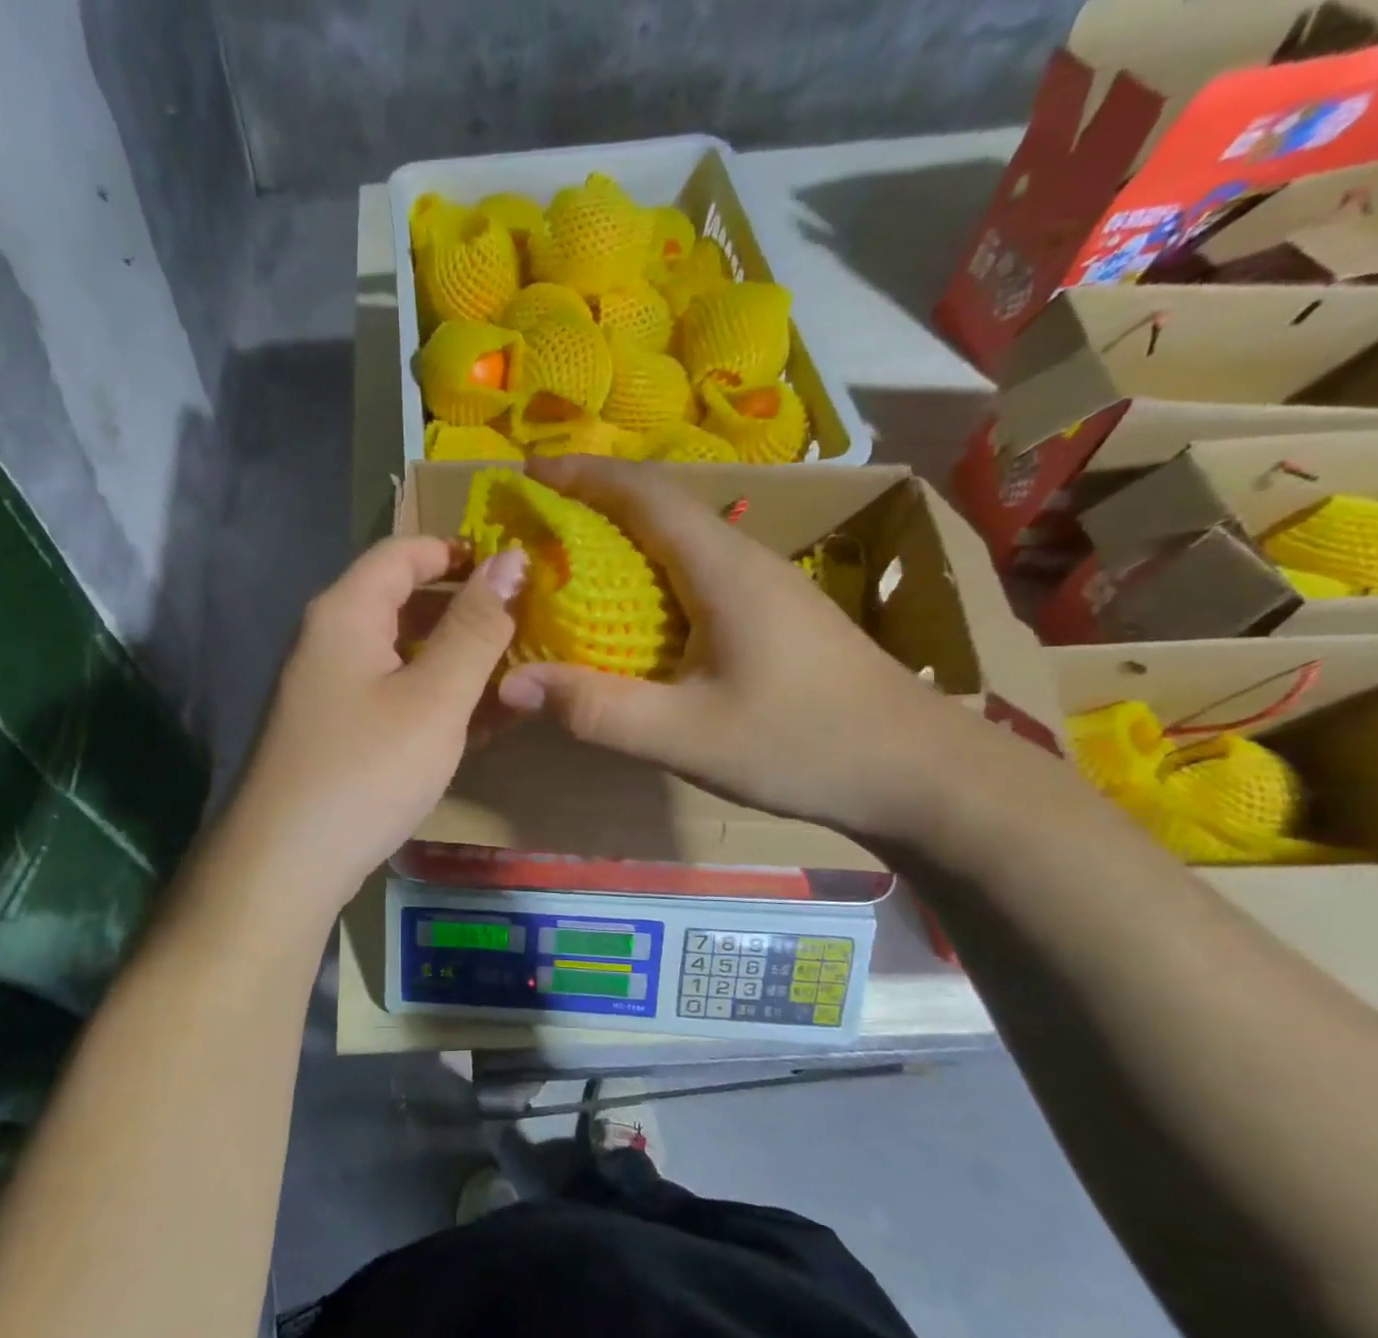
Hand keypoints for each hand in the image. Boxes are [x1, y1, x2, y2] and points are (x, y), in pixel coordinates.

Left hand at [218, 535, 525, 915]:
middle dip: (465, 610)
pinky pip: (390, 694)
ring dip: (455, 660)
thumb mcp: (435, 698)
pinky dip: (432, 698)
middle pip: (401, 600)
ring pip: (400, 653)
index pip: (404, 551)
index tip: (515, 570)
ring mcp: (325, 687)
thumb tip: (512, 560)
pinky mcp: (332, 730)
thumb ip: (476, 628)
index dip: (459, 551)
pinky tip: (476, 724)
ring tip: (514, 678)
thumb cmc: (366, 770)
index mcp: (345, 612)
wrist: (284, 864)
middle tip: (526, 628)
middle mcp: (327, 639)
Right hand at [495, 456, 971, 839]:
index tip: (528, 471)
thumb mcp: (685, 735)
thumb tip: (509, 683)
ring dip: (623, 540)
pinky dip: (649, 576)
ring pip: (681, 542)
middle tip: (535, 522)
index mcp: (723, 569)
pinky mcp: (775, 617)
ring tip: (569, 563)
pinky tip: (632, 616)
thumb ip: (596, 709)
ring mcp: (767, 588)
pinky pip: (697, 575)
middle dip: (593, 503)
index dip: (583, 476)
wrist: (921, 774)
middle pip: (661, 509)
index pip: (644, 495)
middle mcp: (745, 562)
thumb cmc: (803, 744)